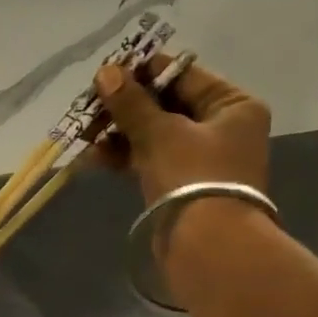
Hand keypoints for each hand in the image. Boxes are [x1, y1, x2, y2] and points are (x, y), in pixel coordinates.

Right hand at [91, 55, 271, 205]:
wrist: (206, 245)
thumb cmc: (193, 177)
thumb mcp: (161, 133)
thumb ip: (132, 103)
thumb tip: (106, 71)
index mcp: (232, 105)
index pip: (182, 75)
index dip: (142, 73)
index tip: (106, 74)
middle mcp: (222, 128)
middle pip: (166, 106)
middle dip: (125, 108)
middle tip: (89, 108)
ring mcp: (201, 160)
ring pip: (154, 136)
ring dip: (119, 134)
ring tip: (85, 136)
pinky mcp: (181, 187)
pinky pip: (150, 161)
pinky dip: (125, 157)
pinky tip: (94, 158)